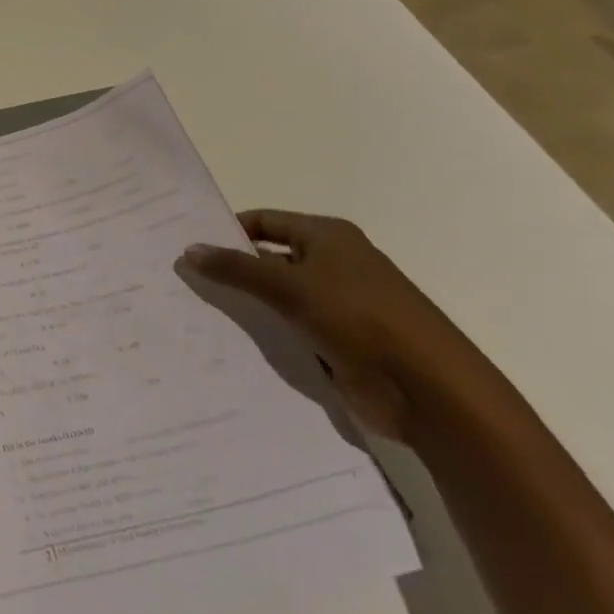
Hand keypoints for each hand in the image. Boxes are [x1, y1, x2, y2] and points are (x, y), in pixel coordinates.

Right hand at [177, 210, 484, 443]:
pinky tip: (231, 344)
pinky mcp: (340, 343)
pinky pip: (292, 330)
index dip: (228, 231)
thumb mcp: (290, 287)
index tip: (188, 247)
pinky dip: (267, 334)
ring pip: (278, 298)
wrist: (431, 392)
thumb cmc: (360, 319)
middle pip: (269, 259)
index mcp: (327, 236)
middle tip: (183, 282)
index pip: (264, 222)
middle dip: (232, 271)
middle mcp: (333, 264)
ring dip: (248, 306)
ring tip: (195, 313)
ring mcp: (338, 306)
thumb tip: (188, 250)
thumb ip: (237, 269)